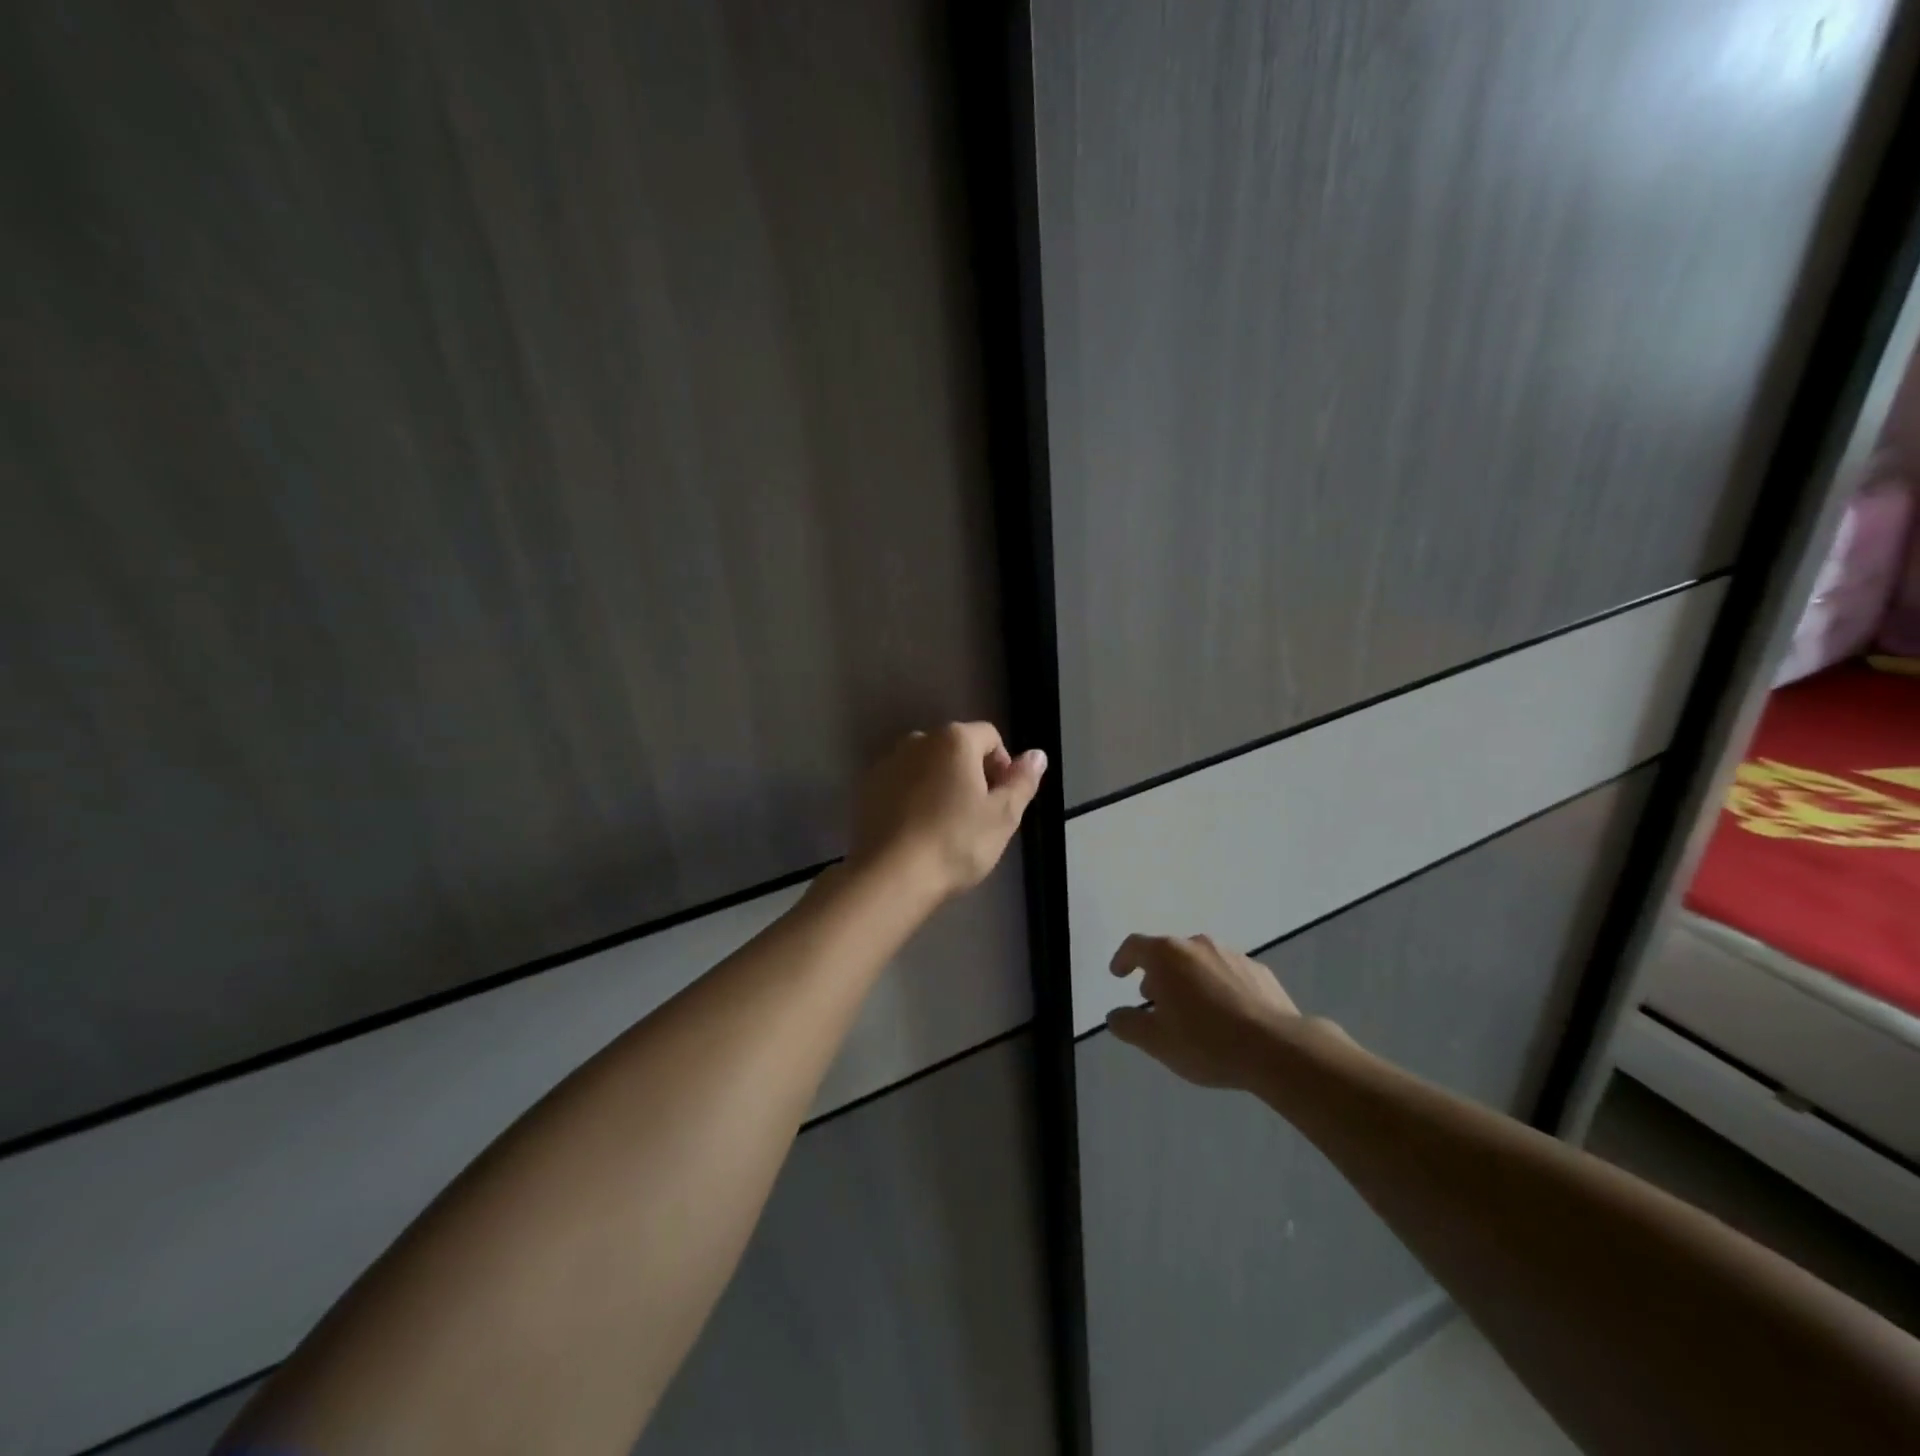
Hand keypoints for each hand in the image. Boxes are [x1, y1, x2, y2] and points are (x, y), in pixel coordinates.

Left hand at [849, 722, 1046, 898]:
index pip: (990, 737)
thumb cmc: (956, 842)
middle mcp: (918, 740)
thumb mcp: (1003, 815)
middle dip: (971, 774)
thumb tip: (1037, 755)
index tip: (1003, 800)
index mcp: (954, 740)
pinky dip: (914, 798)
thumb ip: (1022, 780)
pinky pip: (902, 784)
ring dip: (941, 785)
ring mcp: (888, 763)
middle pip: (956, 748)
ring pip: (927, 766)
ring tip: (946, 825)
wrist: (891, 876)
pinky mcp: (867, 789)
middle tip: (979, 816)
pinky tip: (918, 831)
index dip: (1003, 765)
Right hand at [1106, 934, 1312, 1089]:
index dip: (1123, 959)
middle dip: (1158, 975)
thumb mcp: (1156, 1042)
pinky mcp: (1260, 971)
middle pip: (1169, 953)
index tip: (1118, 974)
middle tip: (1156, 1003)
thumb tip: (1116, 1015)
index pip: (1135, 946)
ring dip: (1189, 981)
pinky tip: (1226, 1016)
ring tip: (1193, 1012)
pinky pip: (1229, 974)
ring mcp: (1232, 955)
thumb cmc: (1206, 1042)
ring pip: (1200, 962)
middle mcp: (1198, 945)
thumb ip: (1128, 1025)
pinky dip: (1219, 988)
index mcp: (1167, 955)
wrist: (1277, 1049)